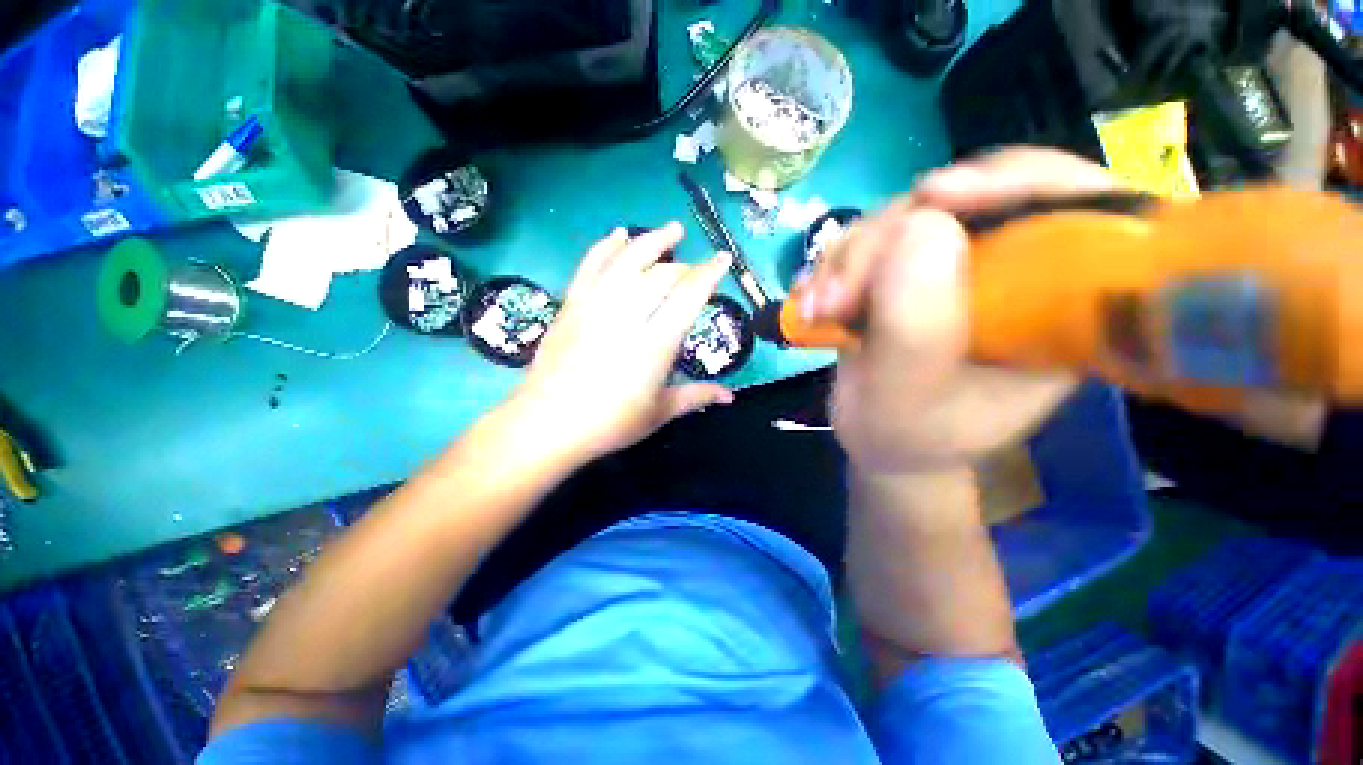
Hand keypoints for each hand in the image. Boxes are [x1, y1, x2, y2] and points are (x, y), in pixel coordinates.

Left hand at [508, 224, 734, 464]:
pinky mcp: (571, 305)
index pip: (688, 297)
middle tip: (696, 269)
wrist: (547, 424)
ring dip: (651, 240)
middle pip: (661, 276)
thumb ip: (697, 397)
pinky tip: (618, 233)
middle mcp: (627, 315)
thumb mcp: (659, 413)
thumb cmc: (609, 423)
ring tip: (671, 230)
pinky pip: (590, 266)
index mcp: (654, 344)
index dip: (709, 274)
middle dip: (685, 267)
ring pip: (627, 260)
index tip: (723, 259)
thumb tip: (731, 397)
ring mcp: (595, 306)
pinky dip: (606, 246)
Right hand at [805, 149, 1119, 474]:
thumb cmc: (905, 435)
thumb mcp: (906, 398)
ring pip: (911, 214)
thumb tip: (919, 226)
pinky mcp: (917, 267)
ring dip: (851, 256)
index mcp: (1062, 311)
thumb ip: (916, 329)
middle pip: (974, 199)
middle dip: (889, 238)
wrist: (878, 439)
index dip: (1019, 181)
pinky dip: (838, 262)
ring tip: (818, 308)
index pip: (1085, 209)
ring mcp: (964, 265)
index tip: (934, 198)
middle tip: (836, 296)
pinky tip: (814, 299)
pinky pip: (877, 235)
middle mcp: (1021, 274)